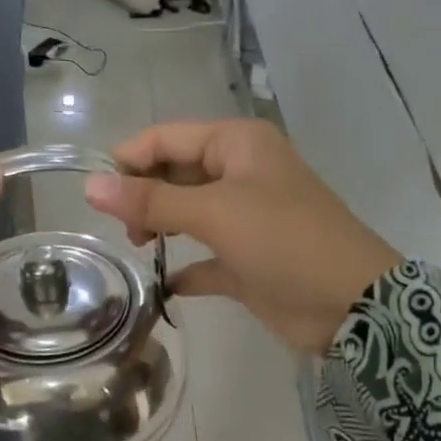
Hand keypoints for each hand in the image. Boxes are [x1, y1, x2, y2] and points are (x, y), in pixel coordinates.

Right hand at [85, 120, 400, 353]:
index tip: (97, 195)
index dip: (129, 160)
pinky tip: (166, 286)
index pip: (167, 137)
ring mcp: (246, 219)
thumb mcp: (216, 213)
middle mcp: (241, 174)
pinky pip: (205, 260)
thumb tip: (90, 186)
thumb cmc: (284, 241)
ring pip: (188, 214)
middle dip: (145, 196)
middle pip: (175, 174)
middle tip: (129, 230)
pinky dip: (185, 271)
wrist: (350, 303)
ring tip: (142, 249)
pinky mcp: (248, 262)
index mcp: (237, 144)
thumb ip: (152, 200)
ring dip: (161, 229)